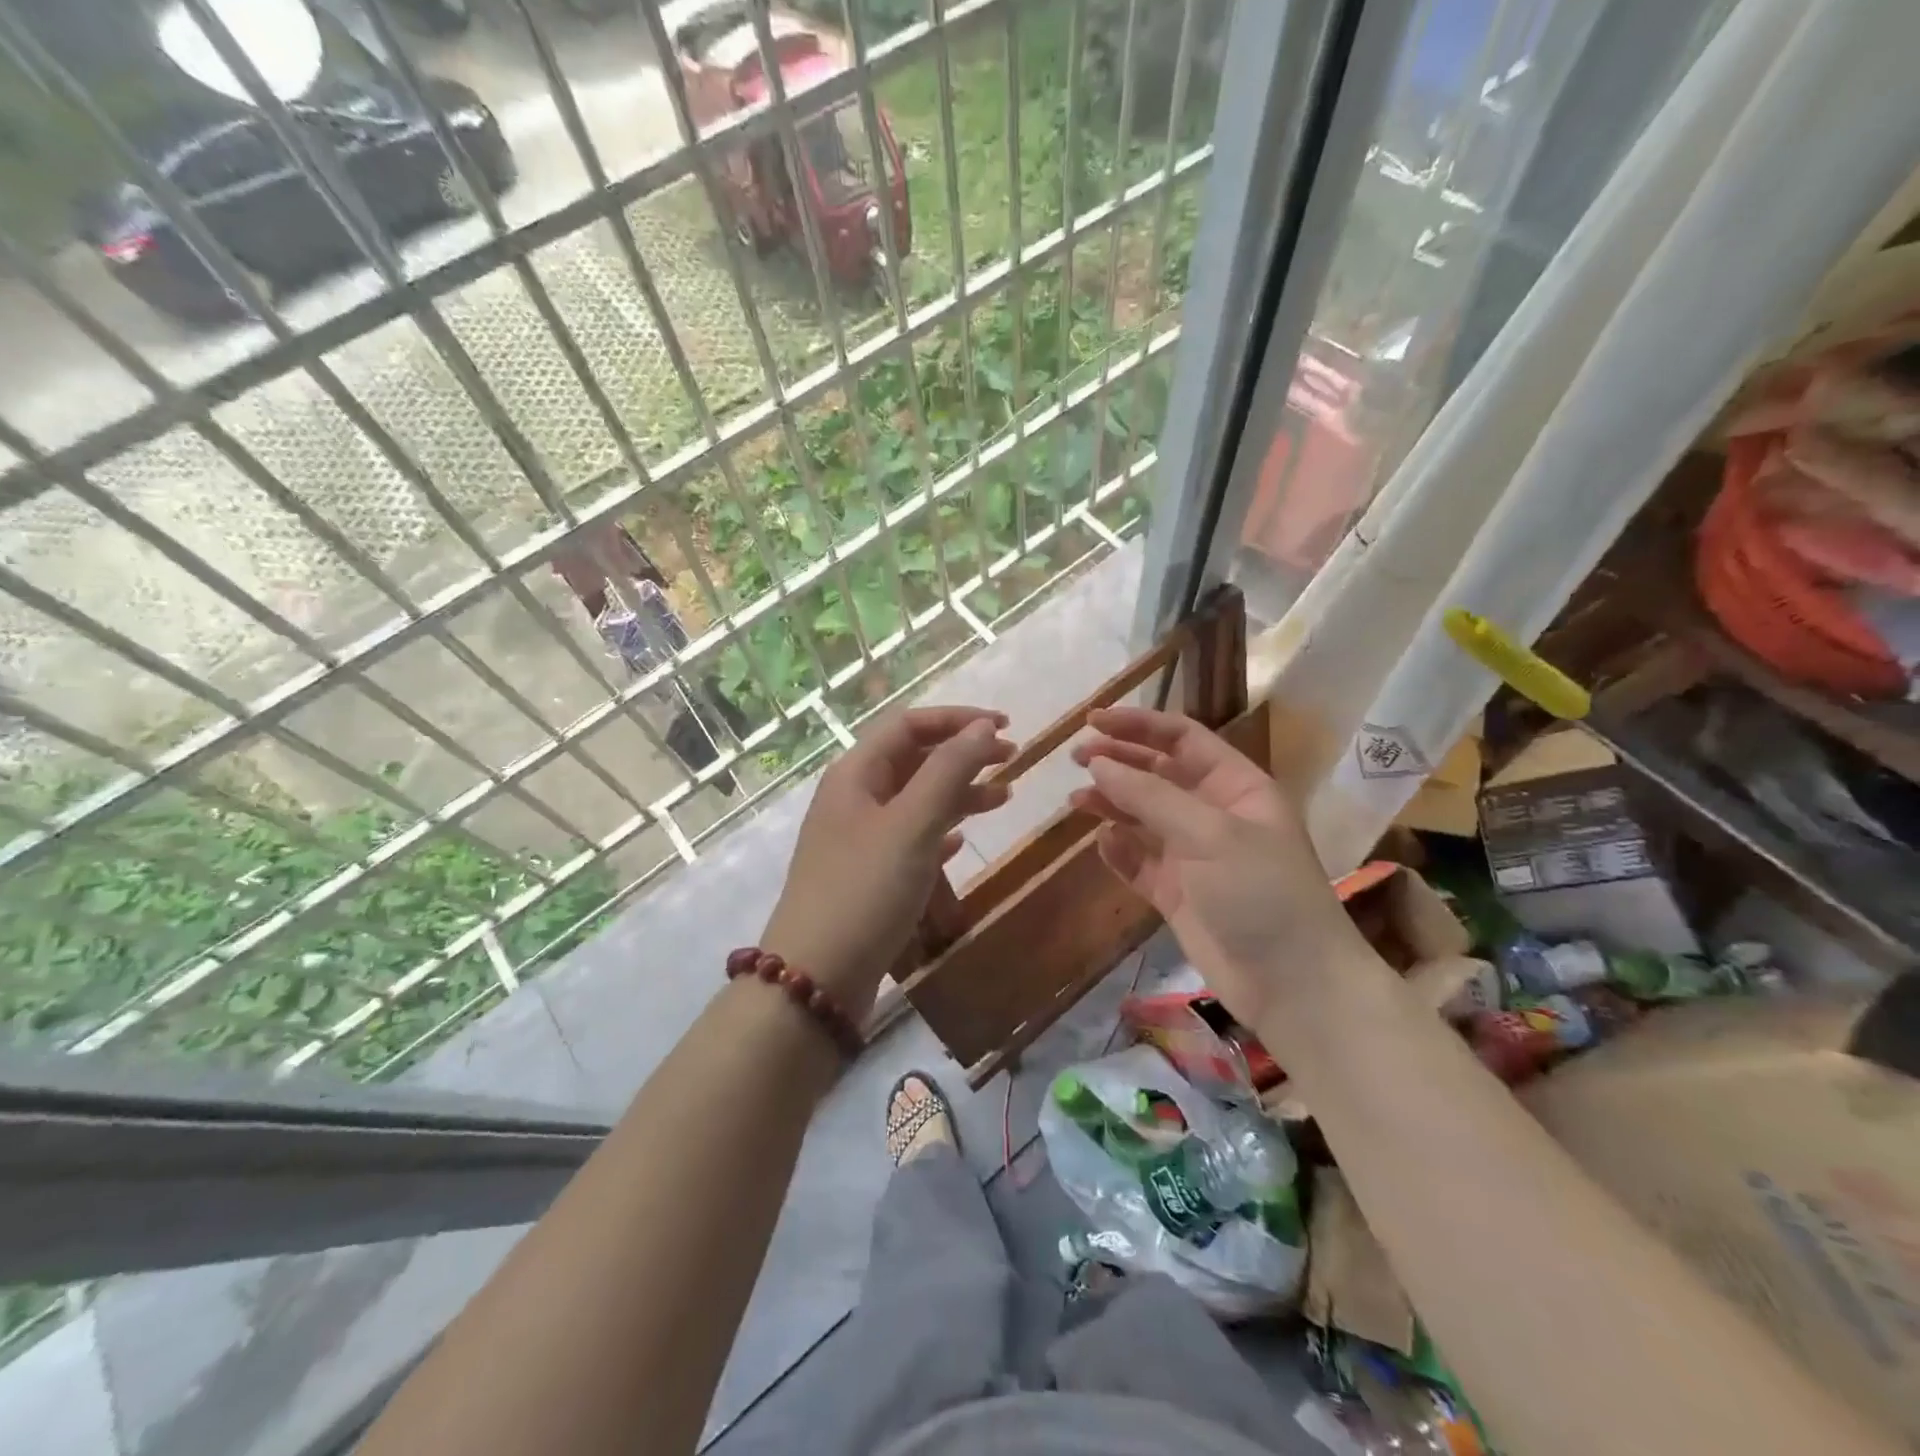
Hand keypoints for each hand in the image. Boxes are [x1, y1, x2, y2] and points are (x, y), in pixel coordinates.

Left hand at [762, 706, 1013, 1016]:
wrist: (816, 979)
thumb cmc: (865, 891)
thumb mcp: (912, 824)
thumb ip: (949, 771)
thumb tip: (982, 726)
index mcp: (856, 774)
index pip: (909, 725)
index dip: (958, 719)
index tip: (1005, 726)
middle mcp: (854, 798)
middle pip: (914, 759)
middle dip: (963, 754)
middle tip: (1013, 758)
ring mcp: (858, 838)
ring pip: (916, 800)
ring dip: (958, 793)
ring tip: (1004, 799)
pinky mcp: (867, 875)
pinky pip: (910, 838)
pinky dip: (939, 831)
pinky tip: (961, 842)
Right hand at [1069, 706, 1364, 1026]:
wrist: (1292, 985)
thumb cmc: (1261, 892)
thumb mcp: (1210, 833)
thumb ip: (1150, 795)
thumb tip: (1097, 763)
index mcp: (1236, 786)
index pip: (1182, 739)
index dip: (1138, 725)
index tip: (1092, 721)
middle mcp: (1213, 813)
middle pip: (1158, 773)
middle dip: (1119, 762)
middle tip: (1076, 758)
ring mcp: (1194, 854)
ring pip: (1143, 816)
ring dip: (1112, 804)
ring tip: (1075, 801)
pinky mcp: (1176, 892)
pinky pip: (1139, 860)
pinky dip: (1119, 850)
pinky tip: (1102, 843)